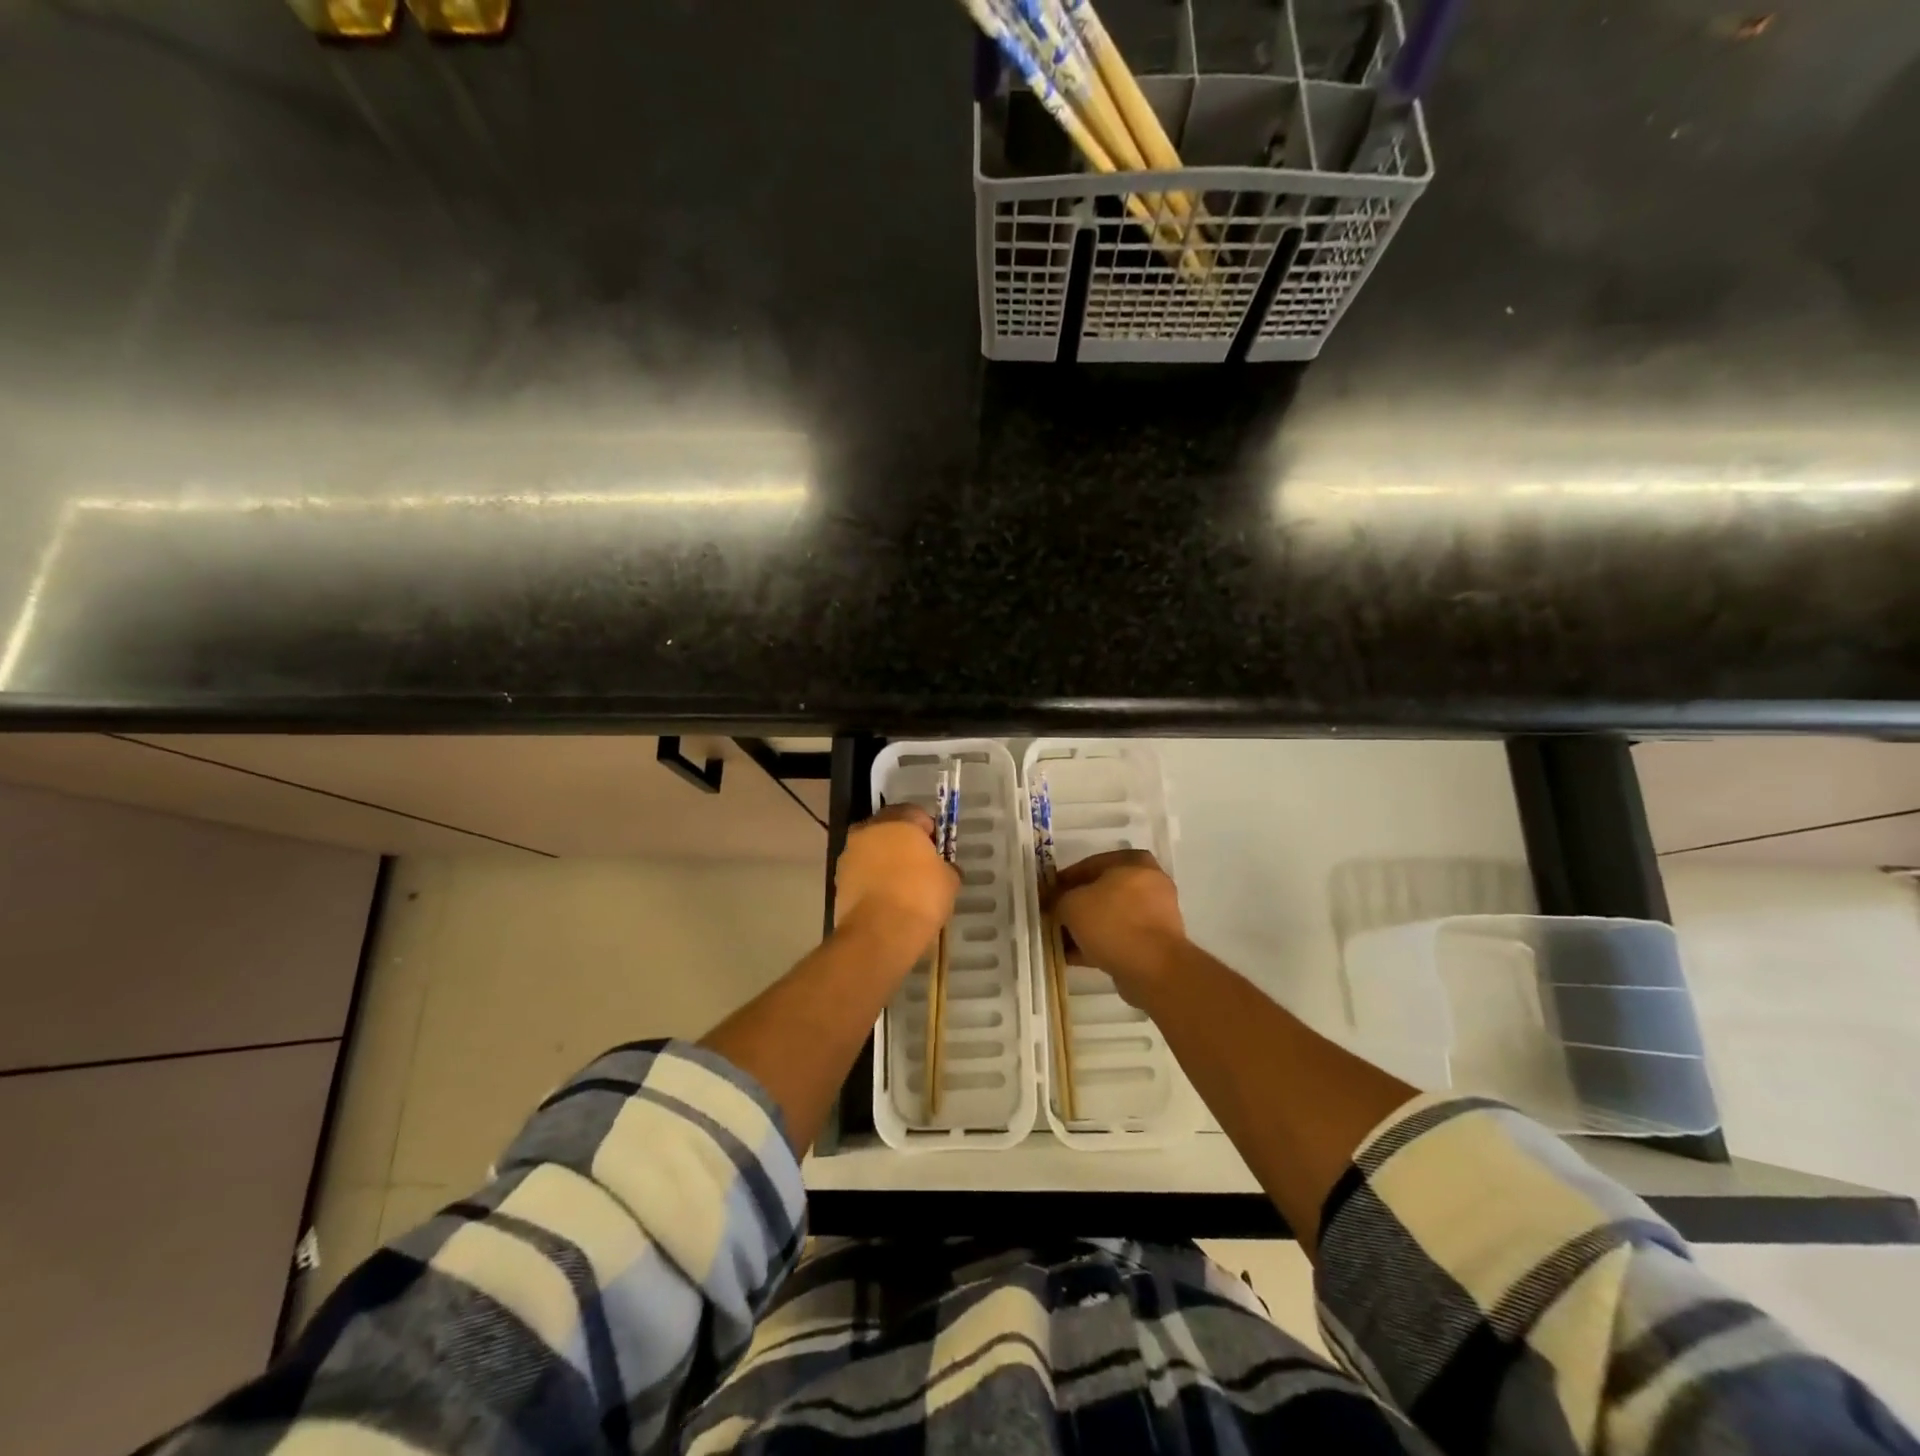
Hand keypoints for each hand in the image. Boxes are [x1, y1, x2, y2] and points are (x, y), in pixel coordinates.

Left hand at [834, 805, 958, 957]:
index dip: (929, 830)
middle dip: (904, 842)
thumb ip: (947, 866)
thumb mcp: (950, 880)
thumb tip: (944, 869)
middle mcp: (869, 830)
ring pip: (872, 850)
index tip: (937, 850)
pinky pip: (862, 873)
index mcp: (898, 821)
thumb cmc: (920, 897)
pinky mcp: (838, 880)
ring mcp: (849, 855)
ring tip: (902, 886)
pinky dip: (872, 880)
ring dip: (885, 861)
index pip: (916, 813)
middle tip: (920, 865)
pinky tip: (887, 900)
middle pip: (889, 829)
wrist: (879, 934)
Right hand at [1045, 849, 1186, 999]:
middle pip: (1101, 892)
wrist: (1153, 969)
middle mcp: (1149, 883)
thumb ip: (1058, 898)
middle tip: (1054, 918)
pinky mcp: (1155, 942)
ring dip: (1086, 927)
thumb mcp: (1072, 904)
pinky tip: (1073, 957)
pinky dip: (1098, 944)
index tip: (1047, 895)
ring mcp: (1155, 914)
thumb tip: (1053, 902)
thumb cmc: (1112, 922)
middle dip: (1075, 906)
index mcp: (1134, 862)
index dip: (1064, 880)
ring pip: (1110, 917)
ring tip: (1060, 941)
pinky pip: (1119, 937)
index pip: (1089, 865)